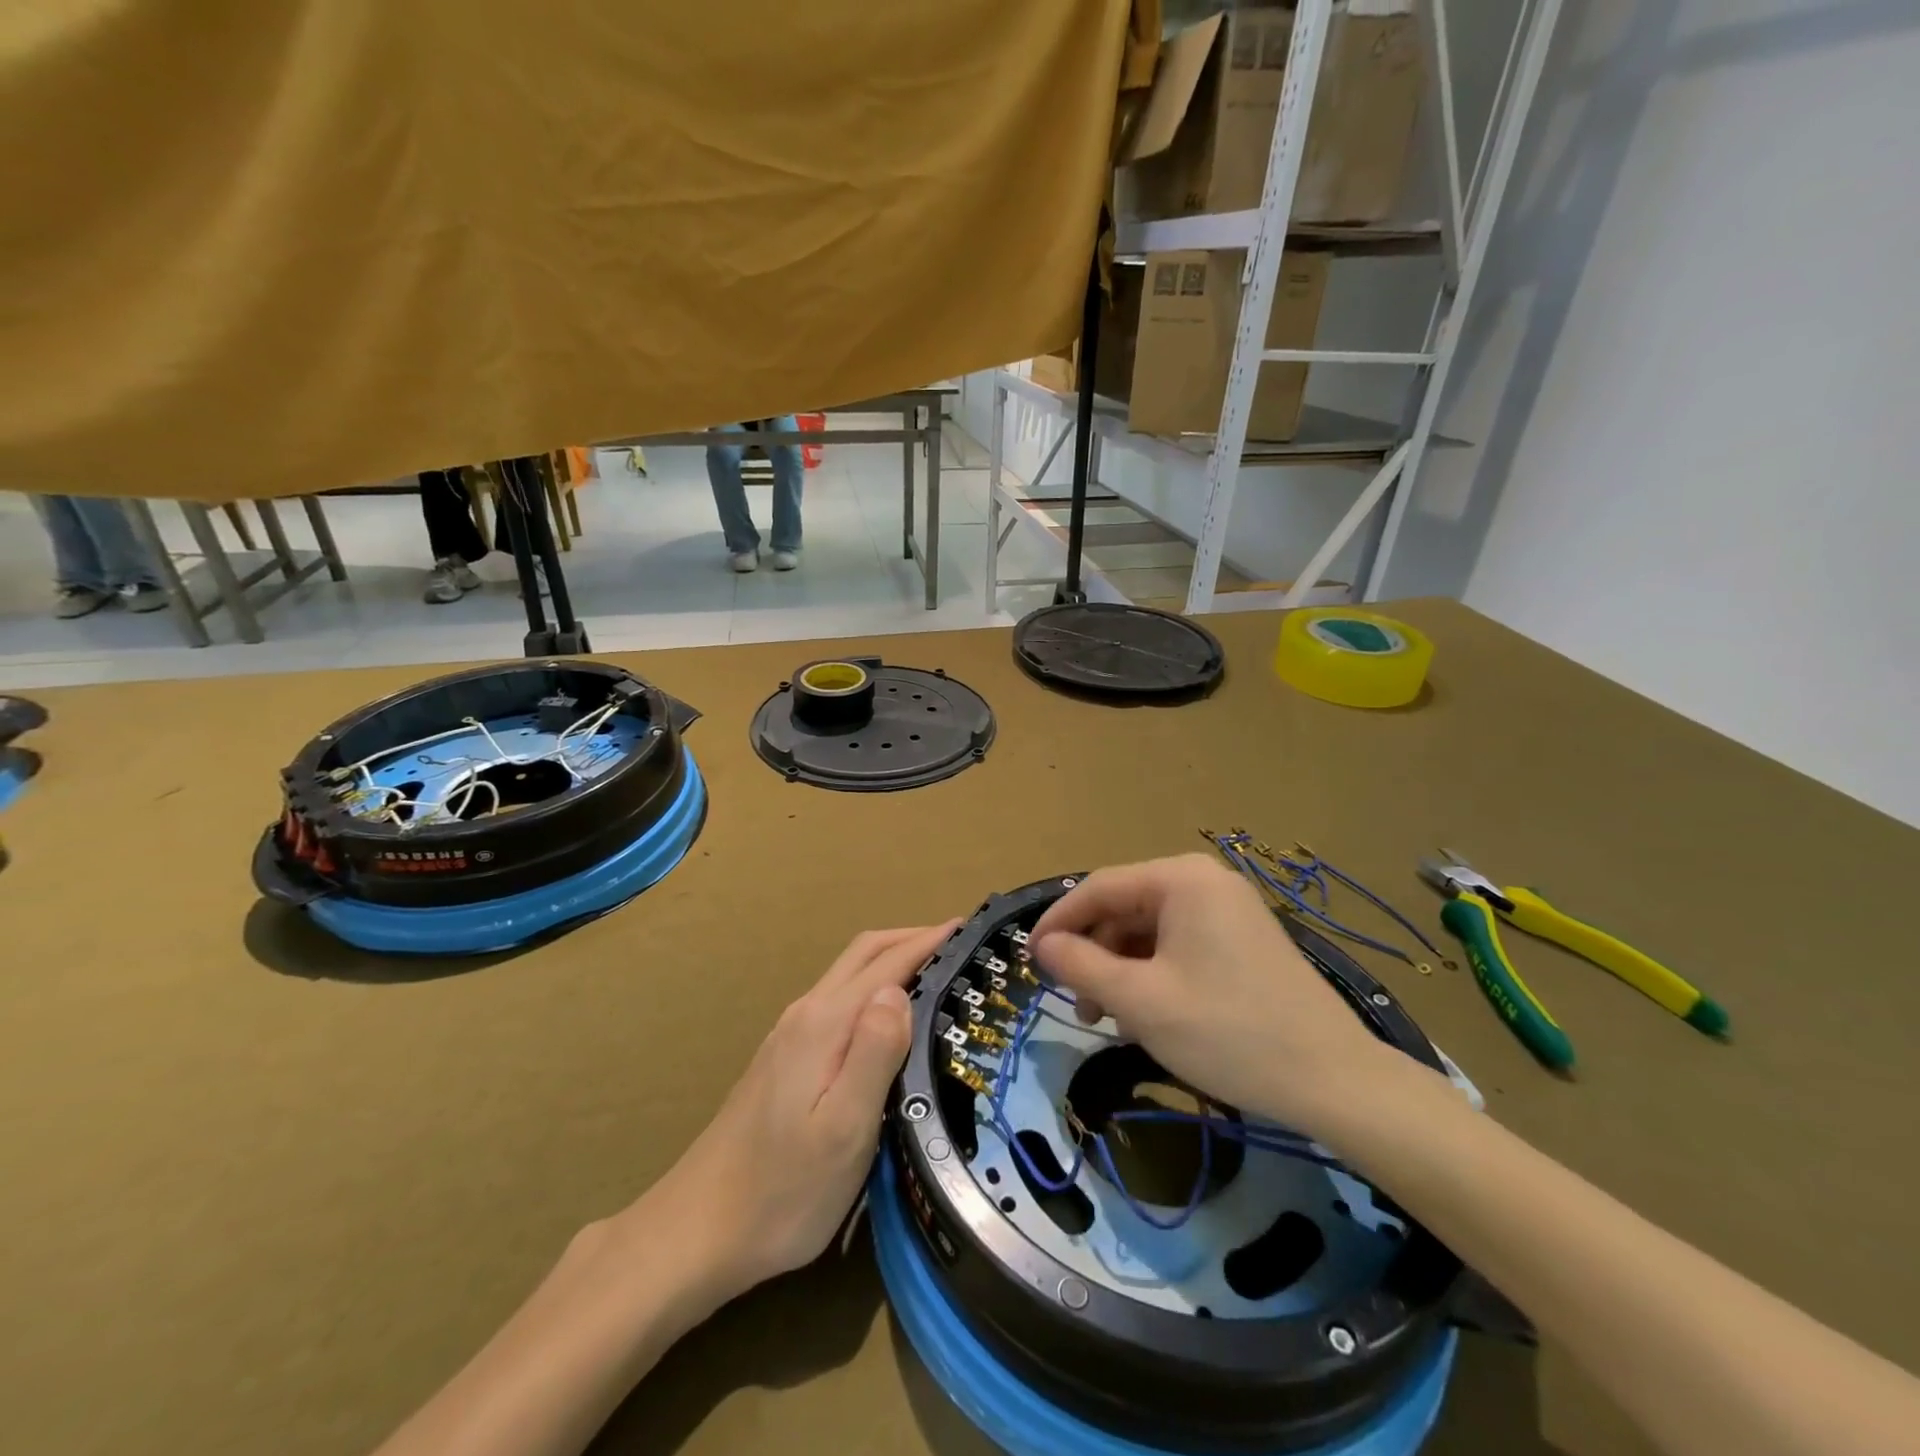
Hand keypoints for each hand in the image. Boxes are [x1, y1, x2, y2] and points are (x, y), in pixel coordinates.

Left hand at [644, 921, 956, 1300]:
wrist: (698, 1229)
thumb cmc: (782, 1190)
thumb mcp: (844, 1128)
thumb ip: (874, 1053)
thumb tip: (898, 992)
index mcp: (825, 1023)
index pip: (886, 963)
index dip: (928, 941)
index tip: (968, 926)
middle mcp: (806, 1014)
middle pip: (863, 954)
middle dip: (911, 938)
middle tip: (958, 942)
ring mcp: (789, 1034)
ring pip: (848, 975)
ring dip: (891, 960)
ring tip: (933, 972)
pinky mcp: (783, 1057)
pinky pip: (837, 999)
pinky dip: (872, 986)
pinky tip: (885, 1016)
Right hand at [1031, 854, 1404, 1137]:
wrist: (1335, 1081)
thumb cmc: (1227, 1031)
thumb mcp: (1139, 1001)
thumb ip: (1080, 966)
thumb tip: (1044, 946)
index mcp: (1180, 879)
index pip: (1098, 888)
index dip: (1058, 923)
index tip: (1029, 959)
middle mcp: (1204, 882)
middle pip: (1125, 908)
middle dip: (1094, 954)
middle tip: (1074, 1004)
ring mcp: (1228, 910)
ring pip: (1150, 931)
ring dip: (1120, 970)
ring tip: (1109, 1019)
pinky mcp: (1242, 941)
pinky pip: (1179, 946)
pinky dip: (1153, 975)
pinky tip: (1147, 1015)